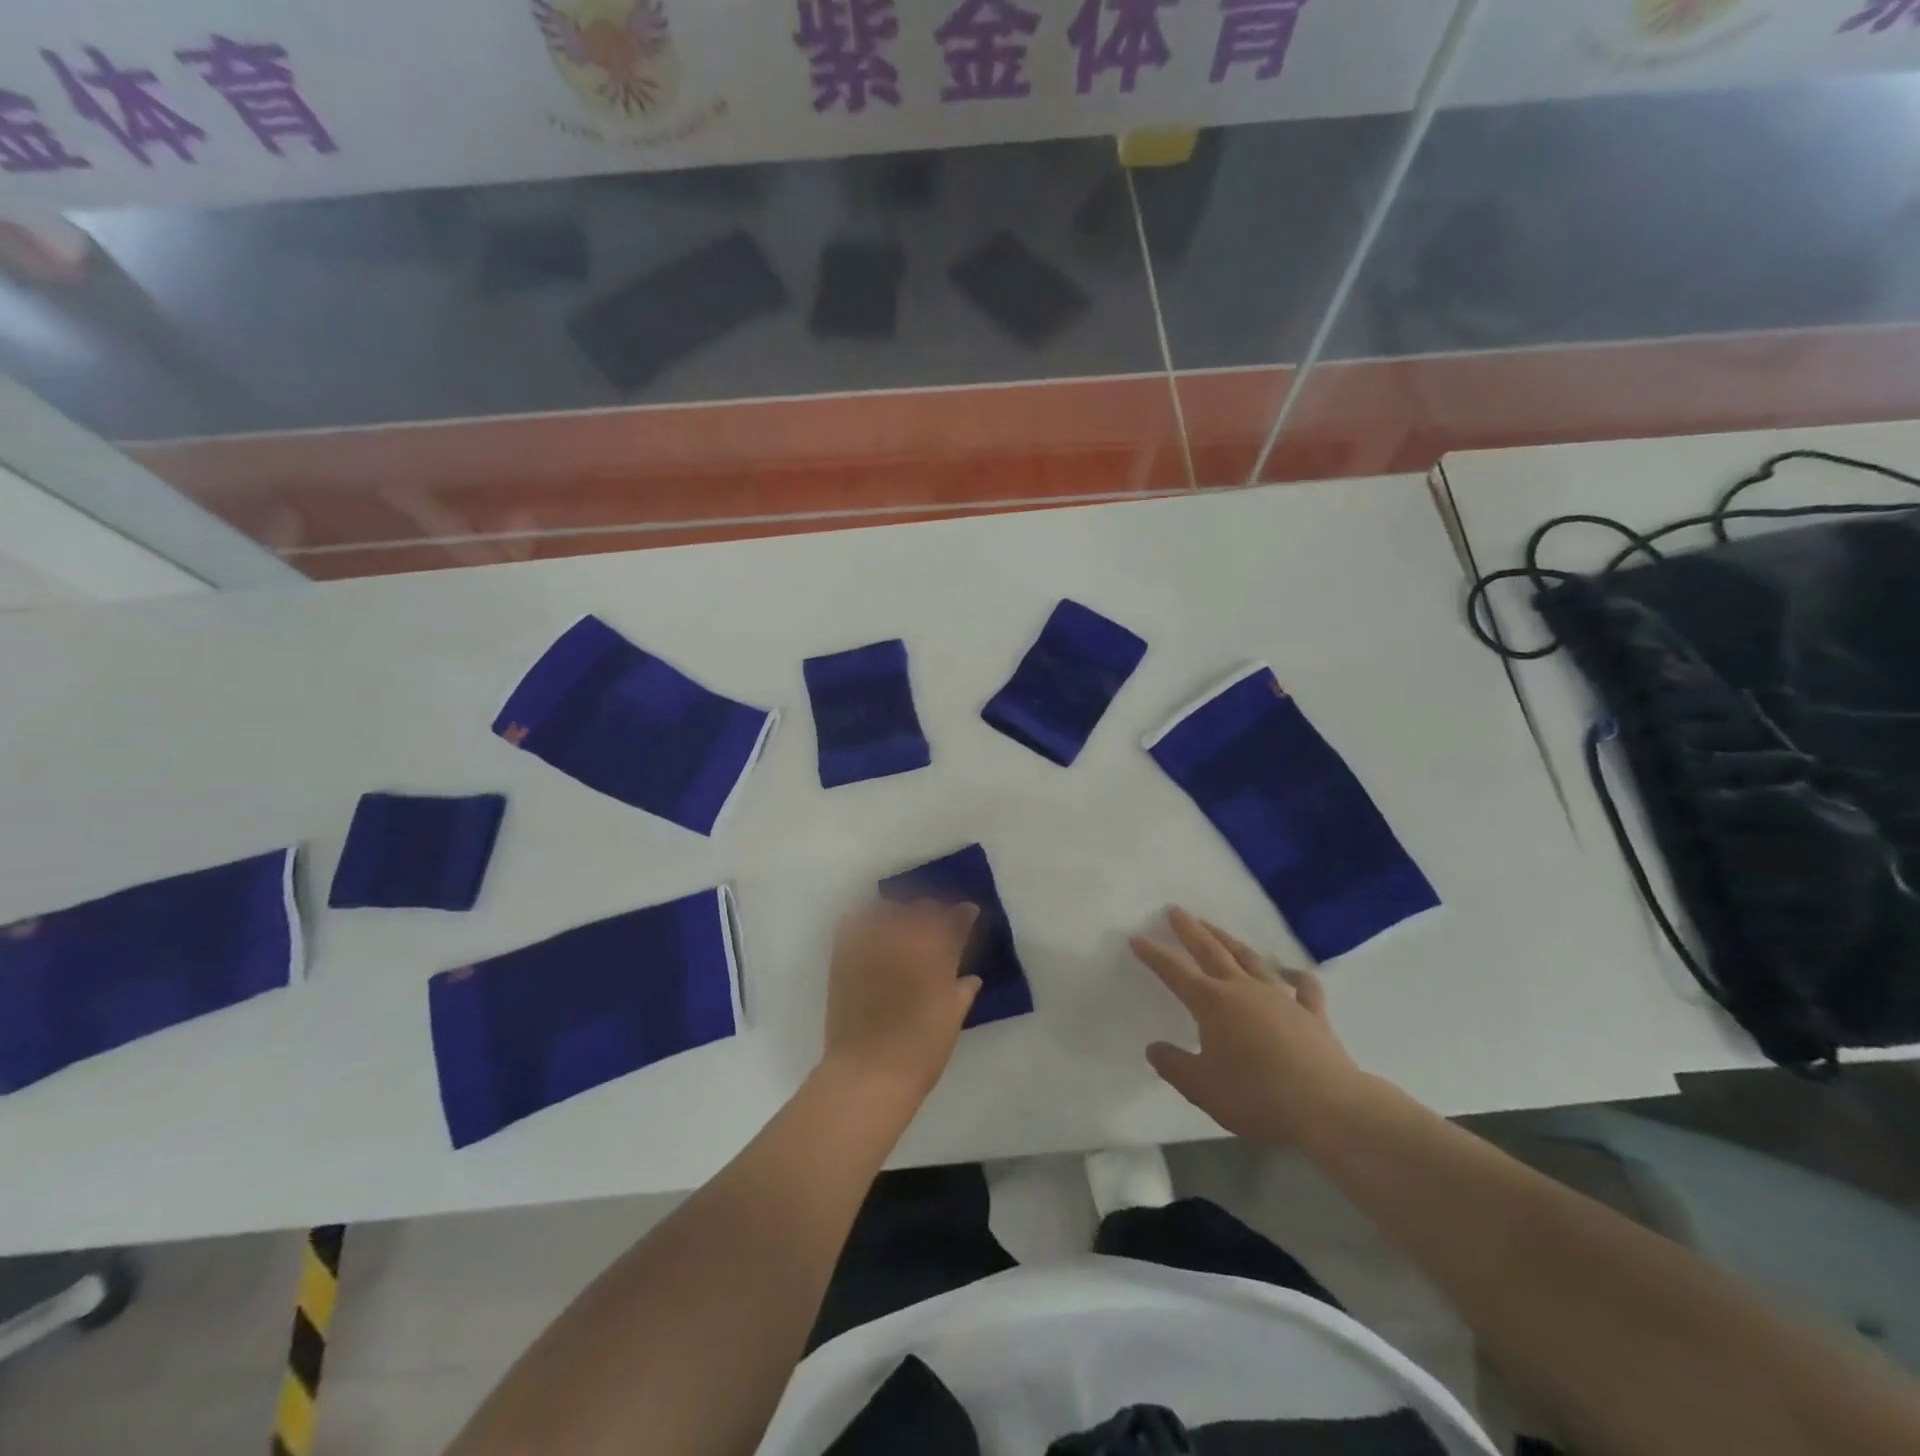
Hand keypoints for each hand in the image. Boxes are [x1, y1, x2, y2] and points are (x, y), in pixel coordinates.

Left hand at [822, 898, 980, 1102]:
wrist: (867, 1072)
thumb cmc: (920, 1052)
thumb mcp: (951, 1021)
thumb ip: (961, 992)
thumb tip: (970, 978)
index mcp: (938, 953)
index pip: (956, 920)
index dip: (963, 914)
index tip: (967, 913)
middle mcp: (907, 938)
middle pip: (922, 908)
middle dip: (932, 913)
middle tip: (934, 926)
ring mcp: (873, 943)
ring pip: (889, 909)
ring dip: (900, 914)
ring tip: (901, 927)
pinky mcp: (844, 953)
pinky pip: (855, 922)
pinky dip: (866, 920)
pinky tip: (872, 932)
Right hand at [1132, 907, 1376, 1148]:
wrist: (1327, 1107)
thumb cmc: (1256, 1095)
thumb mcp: (1201, 1088)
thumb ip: (1174, 1065)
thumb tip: (1154, 1048)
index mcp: (1212, 1003)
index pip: (1174, 972)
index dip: (1153, 955)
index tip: (1137, 938)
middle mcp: (1243, 989)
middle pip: (1211, 951)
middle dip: (1190, 930)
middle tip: (1176, 911)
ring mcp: (1280, 997)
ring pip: (1249, 959)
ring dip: (1230, 941)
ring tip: (1216, 929)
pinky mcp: (1312, 1013)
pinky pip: (1302, 987)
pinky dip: (1294, 976)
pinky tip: (1290, 971)